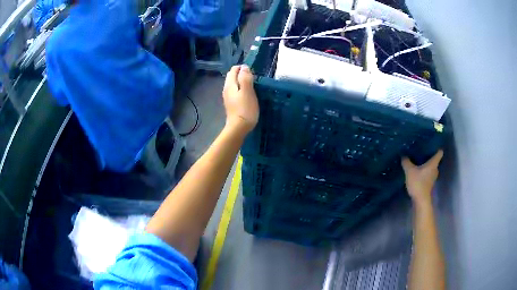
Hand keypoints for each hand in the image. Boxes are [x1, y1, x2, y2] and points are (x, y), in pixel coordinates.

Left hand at [222, 65, 258, 134]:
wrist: (238, 128)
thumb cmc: (245, 109)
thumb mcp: (248, 91)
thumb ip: (245, 78)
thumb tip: (244, 67)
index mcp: (229, 84)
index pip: (233, 70)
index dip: (242, 68)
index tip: (252, 72)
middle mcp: (226, 89)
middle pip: (232, 77)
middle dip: (241, 74)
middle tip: (253, 78)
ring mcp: (228, 98)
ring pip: (234, 85)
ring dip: (242, 82)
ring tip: (252, 86)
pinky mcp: (231, 104)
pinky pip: (235, 92)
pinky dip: (241, 90)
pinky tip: (248, 95)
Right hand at [402, 150, 443, 206]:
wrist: (420, 200)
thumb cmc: (418, 183)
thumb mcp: (409, 171)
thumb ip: (406, 161)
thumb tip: (403, 155)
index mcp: (433, 163)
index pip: (439, 152)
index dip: (436, 147)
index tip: (432, 144)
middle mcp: (435, 169)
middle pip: (435, 160)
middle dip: (429, 156)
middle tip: (421, 151)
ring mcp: (433, 177)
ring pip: (431, 167)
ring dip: (426, 164)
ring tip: (418, 160)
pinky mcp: (429, 183)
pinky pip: (428, 173)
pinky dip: (424, 171)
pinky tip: (417, 171)